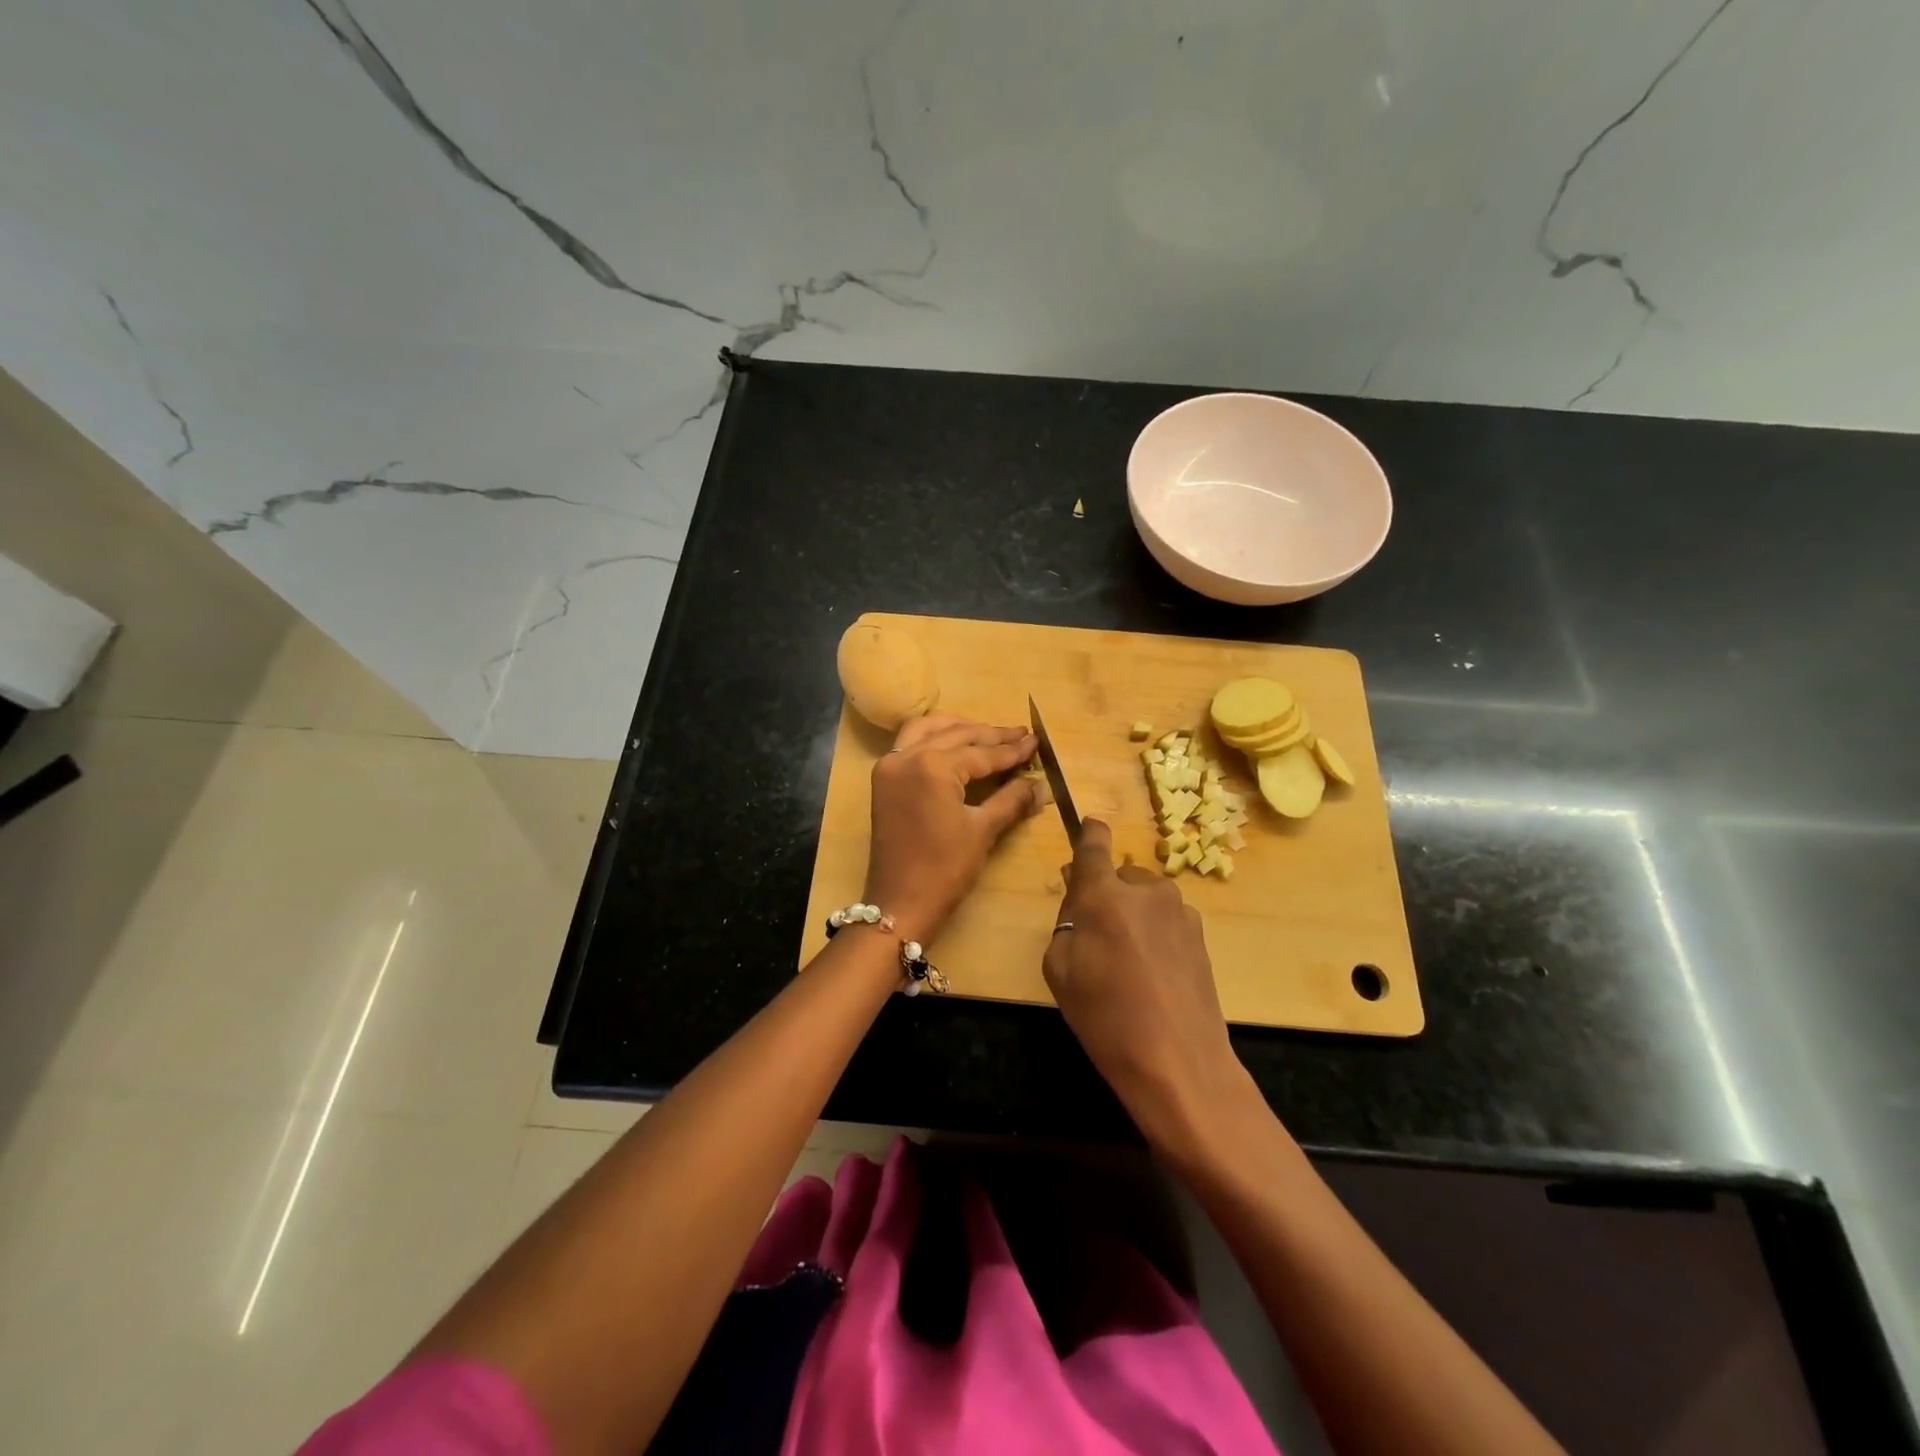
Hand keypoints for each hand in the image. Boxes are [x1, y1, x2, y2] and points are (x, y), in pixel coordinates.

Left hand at [863, 715, 1042, 941]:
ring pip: (928, 730)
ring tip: (988, 734)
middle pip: (956, 736)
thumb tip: (1040, 785)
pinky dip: (933, 737)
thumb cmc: (945, 869)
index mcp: (933, 766)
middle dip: (990, 735)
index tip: (1035, 740)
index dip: (1011, 749)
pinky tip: (953, 742)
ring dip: (958, 728)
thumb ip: (1011, 800)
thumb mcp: (983, 831)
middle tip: (1020, 734)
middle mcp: (908, 756)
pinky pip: (909, 743)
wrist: (899, 904)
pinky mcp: (883, 779)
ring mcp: (890, 766)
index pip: (981, 752)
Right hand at [1043, 819, 1251, 1154]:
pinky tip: (1153, 972)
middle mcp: (1146, 890)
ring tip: (1127, 960)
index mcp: (1105, 894)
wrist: (1179, 1062)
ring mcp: (1179, 911)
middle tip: (1096, 935)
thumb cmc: (1105, 1017)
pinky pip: (1166, 919)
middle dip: (1106, 894)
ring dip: (1133, 914)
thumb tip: (1079, 898)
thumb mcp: (1060, 969)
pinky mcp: (1201, 934)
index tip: (1088, 825)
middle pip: (1119, 876)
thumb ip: (1066, 922)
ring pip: (1145, 898)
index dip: (1088, 833)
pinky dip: (1155, 932)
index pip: (1094, 845)